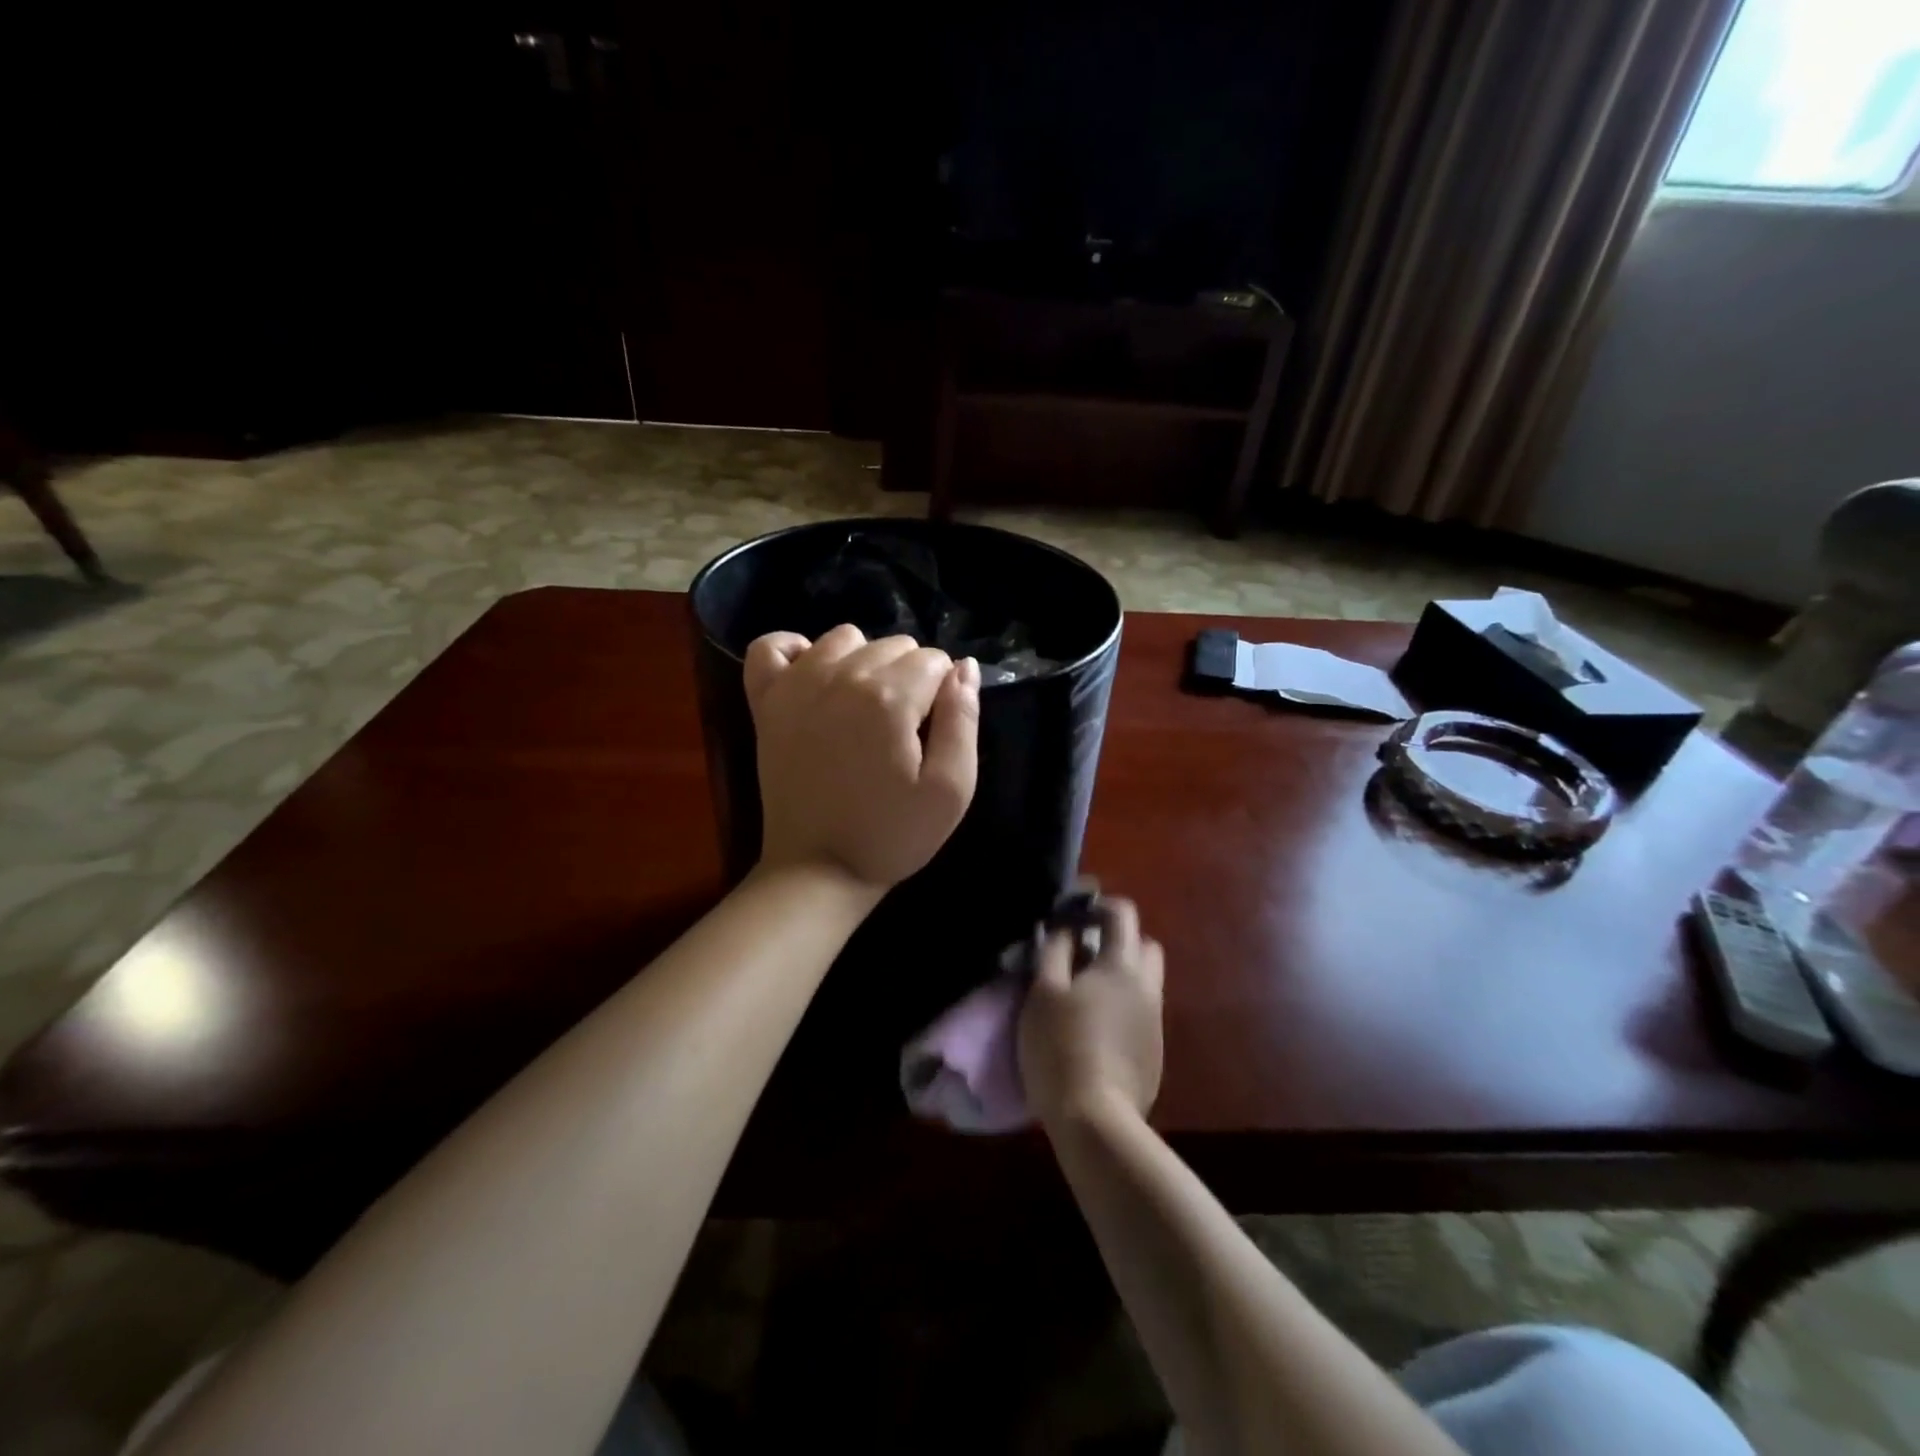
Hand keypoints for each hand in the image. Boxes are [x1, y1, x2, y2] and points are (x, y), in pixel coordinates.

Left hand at [745, 624, 980, 891]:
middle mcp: (841, 677)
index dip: (943, 693)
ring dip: (863, 661)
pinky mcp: (766, 702)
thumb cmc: (893, 835)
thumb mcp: (951, 790)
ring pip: (845, 637)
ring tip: (865, 707)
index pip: (934, 660)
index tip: (932, 732)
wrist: (818, 869)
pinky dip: (795, 651)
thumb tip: (964, 666)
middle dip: (909, 677)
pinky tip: (813, 677)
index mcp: (890, 698)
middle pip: (893, 644)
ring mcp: (796, 686)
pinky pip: (772, 646)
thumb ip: (963, 720)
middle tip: (902, 730)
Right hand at [1018, 898, 1164, 1127]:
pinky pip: (1142, 1012)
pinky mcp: (1155, 1052)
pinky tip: (1096, 1029)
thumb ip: (1055, 951)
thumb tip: (1066, 930)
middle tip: (1083, 954)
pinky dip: (1124, 1006)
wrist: (1095, 1120)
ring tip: (1086, 994)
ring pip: (1145, 981)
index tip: (1073, 915)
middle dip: (1118, 940)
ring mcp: (1155, 1021)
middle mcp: (1148, 987)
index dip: (1099, 906)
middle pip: (1144, 945)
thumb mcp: (1043, 992)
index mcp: (1121, 965)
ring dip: (1121, 975)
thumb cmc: (1060, 1046)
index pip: (1122, 914)